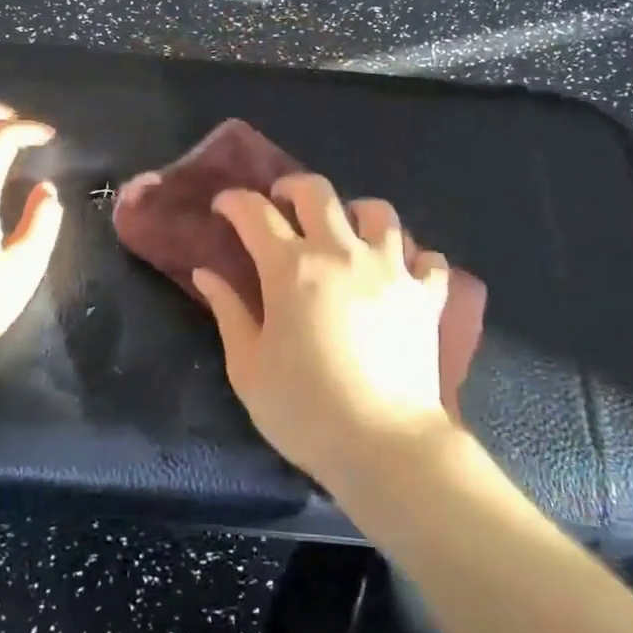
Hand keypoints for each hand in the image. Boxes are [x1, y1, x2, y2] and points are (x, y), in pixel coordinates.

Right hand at [193, 174, 453, 493]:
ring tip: (345, 233)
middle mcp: (342, 253)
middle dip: (292, 187)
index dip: (234, 202)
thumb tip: (205, 273)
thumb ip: (228, 312)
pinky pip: (427, 257)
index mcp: (291, 268)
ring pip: (378, 212)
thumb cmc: (304, 410)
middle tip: (281, 204)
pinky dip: (412, 256)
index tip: (223, 208)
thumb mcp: (248, 367)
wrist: (385, 445)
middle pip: (318, 192)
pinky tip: (399, 271)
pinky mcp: (426, 294)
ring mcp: (391, 269)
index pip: (256, 213)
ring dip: (355, 213)